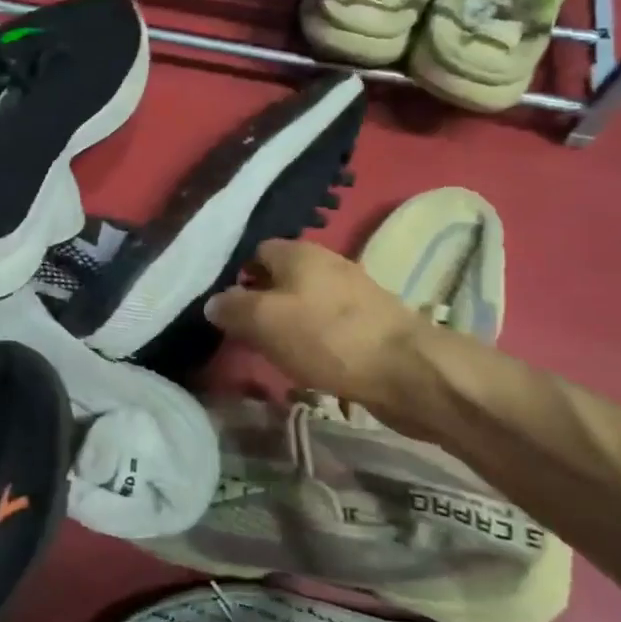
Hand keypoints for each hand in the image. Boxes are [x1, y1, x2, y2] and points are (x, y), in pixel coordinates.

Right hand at [206, 239, 427, 417]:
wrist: (406, 369)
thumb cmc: (326, 337)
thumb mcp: (264, 321)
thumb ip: (233, 308)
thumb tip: (214, 302)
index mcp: (298, 252)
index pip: (255, 252)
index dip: (237, 277)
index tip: (225, 309)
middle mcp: (326, 261)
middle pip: (281, 276)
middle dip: (261, 302)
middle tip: (246, 334)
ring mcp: (352, 290)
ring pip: (305, 301)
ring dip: (288, 323)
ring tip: (275, 352)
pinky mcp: (370, 320)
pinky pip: (328, 323)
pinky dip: (315, 338)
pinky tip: (311, 362)